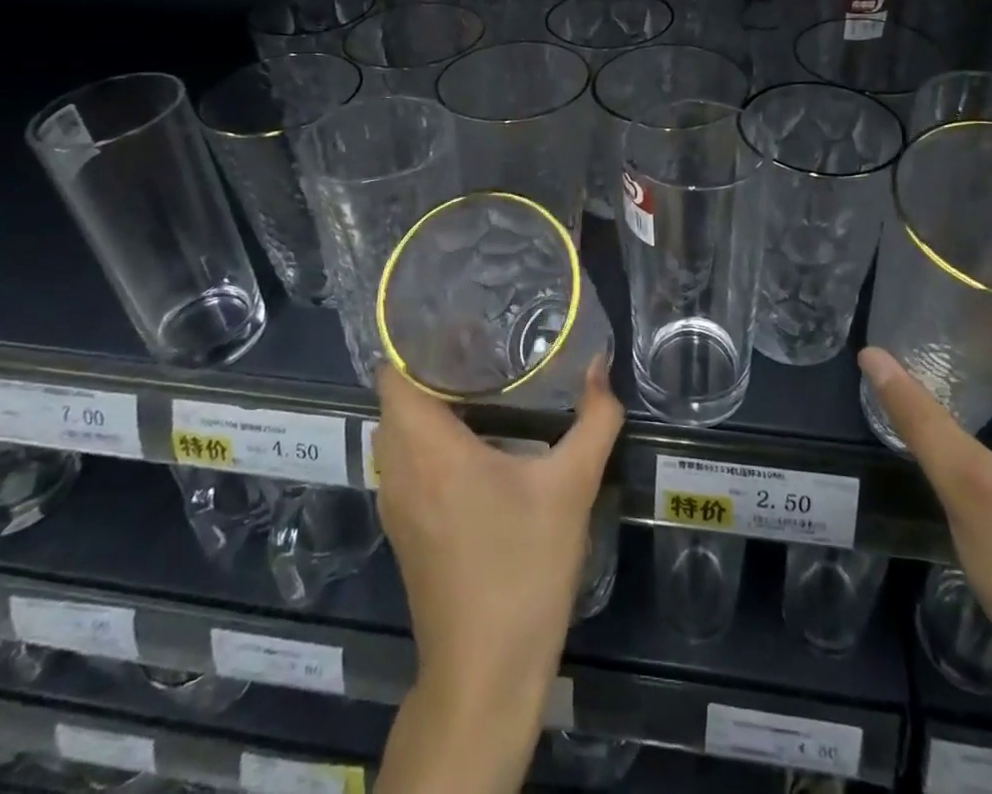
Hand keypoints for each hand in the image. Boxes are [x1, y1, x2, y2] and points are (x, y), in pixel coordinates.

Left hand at [373, 358, 622, 701]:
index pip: (392, 374)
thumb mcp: (571, 487)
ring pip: (399, 430)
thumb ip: (594, 419)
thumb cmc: (523, 569)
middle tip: (482, 340)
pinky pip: (406, 459)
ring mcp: (396, 502)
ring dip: (430, 401)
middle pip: (396, 396)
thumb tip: (599, 366)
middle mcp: (399, 469)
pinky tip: (476, 436)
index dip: (416, 341)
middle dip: (431, 364)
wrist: (486, 673)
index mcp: (428, 450)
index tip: (459, 319)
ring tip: (481, 377)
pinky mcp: (404, 527)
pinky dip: (429, 435)